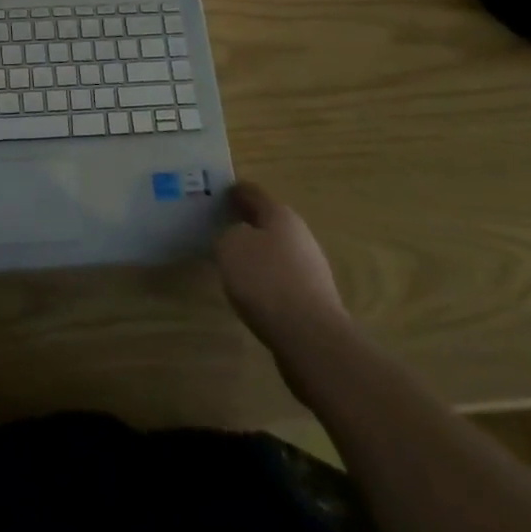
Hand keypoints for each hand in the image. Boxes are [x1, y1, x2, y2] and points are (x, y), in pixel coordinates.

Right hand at [214, 181, 346, 351]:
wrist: (312, 339)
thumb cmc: (266, 281)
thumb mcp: (230, 247)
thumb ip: (227, 235)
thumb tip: (235, 239)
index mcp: (281, 215)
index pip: (253, 193)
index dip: (234, 192)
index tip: (217, 194)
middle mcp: (300, 236)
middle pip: (268, 222)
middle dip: (247, 223)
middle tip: (221, 228)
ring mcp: (311, 270)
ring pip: (276, 252)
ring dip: (258, 254)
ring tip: (233, 262)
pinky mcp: (313, 300)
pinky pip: (282, 280)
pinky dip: (266, 280)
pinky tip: (252, 293)